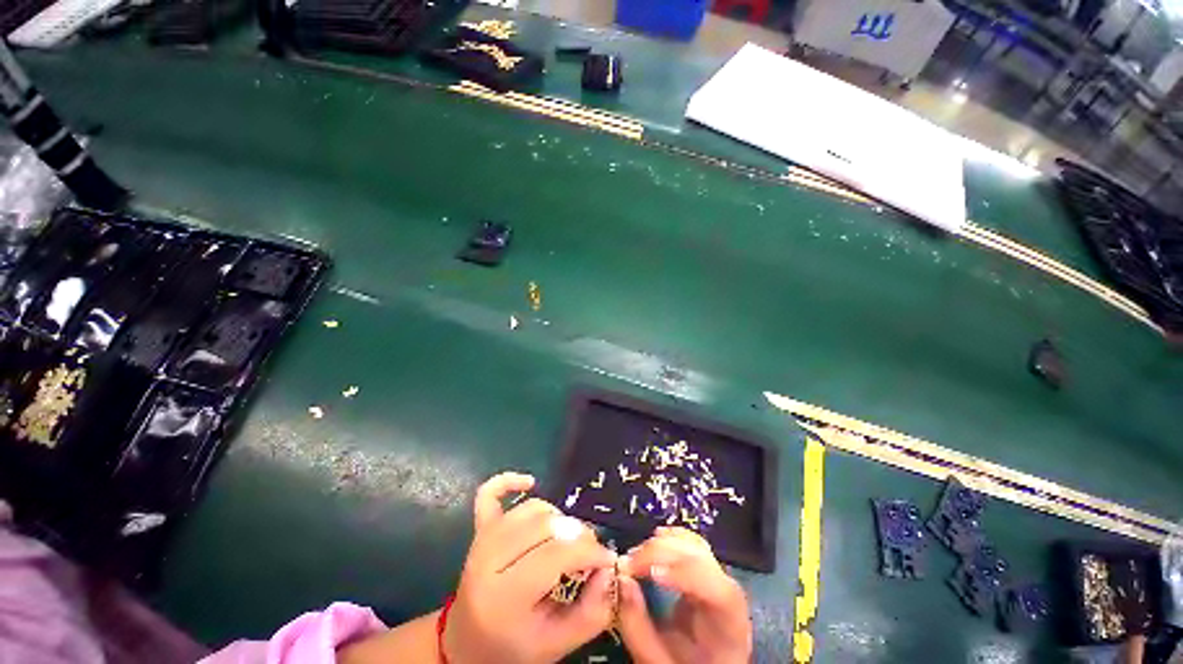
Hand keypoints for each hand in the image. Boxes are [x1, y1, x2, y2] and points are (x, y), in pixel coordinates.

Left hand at [443, 472, 617, 663]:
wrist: (465, 645)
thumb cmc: (512, 649)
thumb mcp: (555, 646)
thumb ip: (591, 613)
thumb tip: (609, 570)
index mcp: (504, 597)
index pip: (555, 555)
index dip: (589, 552)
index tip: (608, 560)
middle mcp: (488, 560)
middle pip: (545, 526)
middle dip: (578, 535)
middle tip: (591, 552)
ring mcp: (481, 540)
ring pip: (530, 509)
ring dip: (558, 517)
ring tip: (568, 538)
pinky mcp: (478, 528)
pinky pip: (489, 493)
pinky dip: (509, 481)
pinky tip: (531, 482)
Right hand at [618, 527, 751, 663]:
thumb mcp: (659, 662)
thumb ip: (638, 628)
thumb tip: (622, 580)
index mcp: (729, 622)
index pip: (715, 589)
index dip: (683, 574)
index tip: (648, 573)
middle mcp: (728, 590)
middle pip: (700, 558)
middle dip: (661, 553)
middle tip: (628, 564)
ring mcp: (718, 575)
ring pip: (694, 544)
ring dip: (660, 544)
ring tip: (634, 558)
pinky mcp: (705, 566)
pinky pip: (690, 542)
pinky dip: (669, 538)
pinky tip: (652, 541)